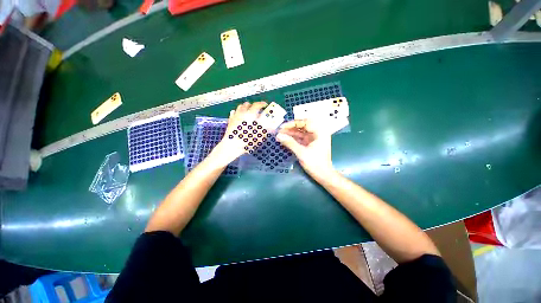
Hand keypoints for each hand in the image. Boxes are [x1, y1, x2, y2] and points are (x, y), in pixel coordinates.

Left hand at [210, 101, 267, 166]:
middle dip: (253, 105)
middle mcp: (242, 113)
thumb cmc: (247, 140)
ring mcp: (235, 116)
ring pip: (240, 107)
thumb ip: (266, 129)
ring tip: (248, 112)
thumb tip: (272, 126)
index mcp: (251, 115)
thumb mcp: (259, 135)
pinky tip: (239, 116)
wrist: (233, 145)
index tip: (265, 105)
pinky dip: (237, 112)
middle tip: (256, 110)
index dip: (262, 104)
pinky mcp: (230, 120)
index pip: (257, 105)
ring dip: (245, 108)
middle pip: (247, 104)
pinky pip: (233, 112)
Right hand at [276, 119, 335, 180]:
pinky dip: (293, 139)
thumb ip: (289, 143)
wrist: (323, 175)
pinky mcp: (310, 144)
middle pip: (302, 126)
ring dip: (290, 133)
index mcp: (319, 132)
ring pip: (300, 132)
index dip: (292, 123)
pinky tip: (285, 139)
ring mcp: (313, 139)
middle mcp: (317, 133)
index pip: (305, 122)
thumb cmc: (315, 163)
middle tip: (280, 130)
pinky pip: (300, 138)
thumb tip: (278, 135)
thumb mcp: (301, 153)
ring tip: (280, 134)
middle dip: (290, 128)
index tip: (282, 127)